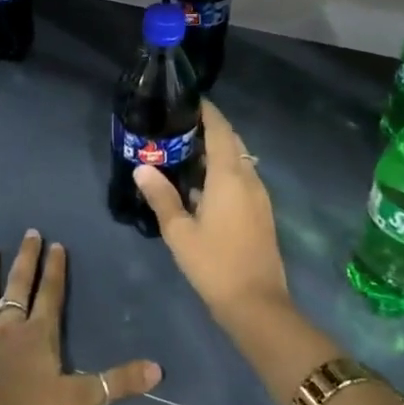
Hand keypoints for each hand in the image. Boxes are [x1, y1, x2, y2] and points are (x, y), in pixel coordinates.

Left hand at [0, 230, 161, 404]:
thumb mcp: (77, 399)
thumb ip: (116, 383)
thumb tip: (159, 369)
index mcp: (38, 336)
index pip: (51, 295)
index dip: (56, 271)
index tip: (57, 245)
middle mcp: (7, 329)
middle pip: (18, 288)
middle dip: (26, 261)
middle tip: (29, 234)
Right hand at [134, 99, 290, 326]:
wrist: (257, 304)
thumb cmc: (214, 264)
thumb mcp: (179, 232)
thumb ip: (161, 196)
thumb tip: (142, 167)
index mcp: (230, 176)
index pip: (220, 130)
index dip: (207, 112)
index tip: (187, 100)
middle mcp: (249, 178)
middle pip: (232, 142)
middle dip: (210, 130)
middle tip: (178, 128)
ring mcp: (259, 196)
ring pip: (239, 161)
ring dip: (217, 152)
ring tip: (184, 154)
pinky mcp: (261, 212)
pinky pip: (242, 179)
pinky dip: (224, 172)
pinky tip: (201, 187)